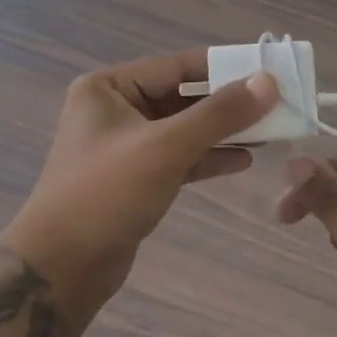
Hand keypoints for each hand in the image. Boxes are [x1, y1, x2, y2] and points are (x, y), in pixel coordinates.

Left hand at [0, 50, 277, 327]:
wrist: (61, 269)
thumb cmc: (107, 193)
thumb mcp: (166, 147)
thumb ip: (219, 113)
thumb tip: (268, 81)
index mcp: (109, 88)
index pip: (177, 66)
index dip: (224, 67)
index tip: (268, 71)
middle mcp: (114, 109)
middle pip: (182, 97)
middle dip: (227, 103)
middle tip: (276, 104)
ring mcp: (124, 146)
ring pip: (183, 129)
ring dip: (222, 131)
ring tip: (269, 132)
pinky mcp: (134, 178)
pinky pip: (178, 157)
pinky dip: (207, 158)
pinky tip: (243, 160)